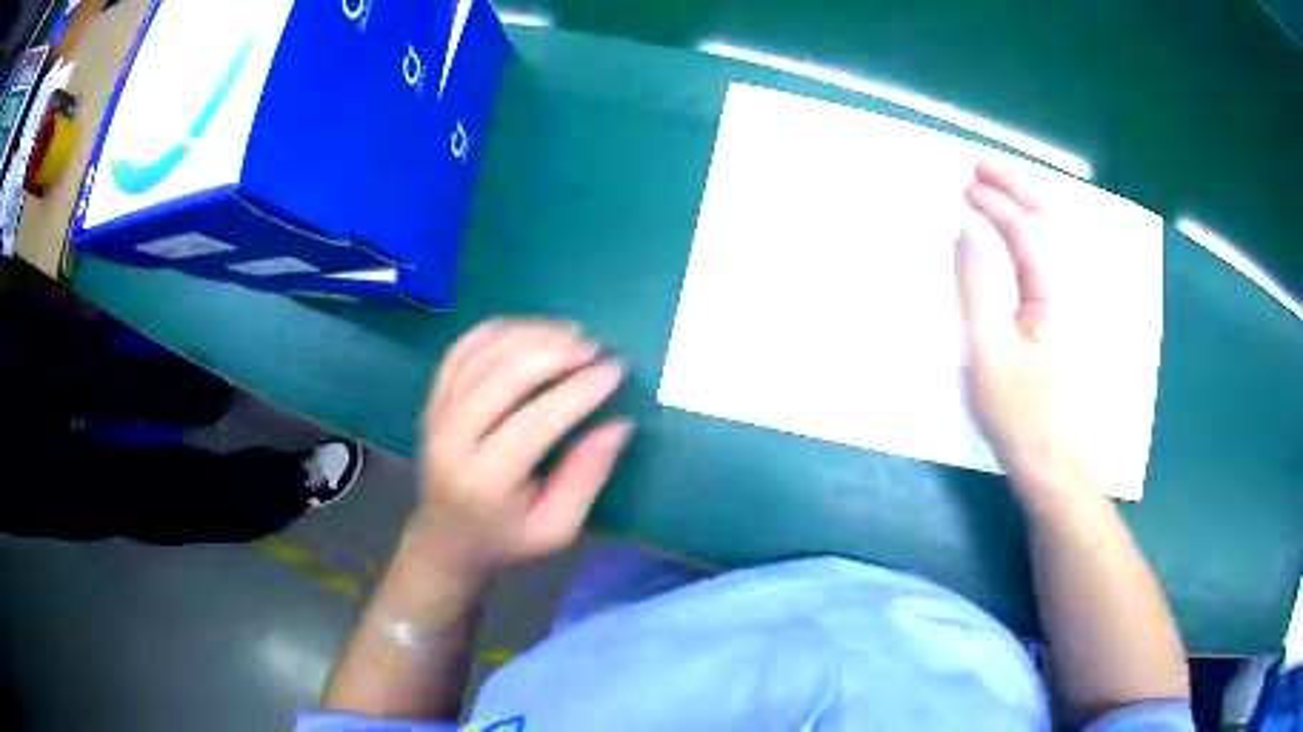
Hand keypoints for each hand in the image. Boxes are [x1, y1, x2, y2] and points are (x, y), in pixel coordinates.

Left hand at [411, 319, 631, 578]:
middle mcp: (453, 438)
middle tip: (595, 347)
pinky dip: (497, 330)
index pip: (537, 419)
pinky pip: (461, 350)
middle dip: (557, 353)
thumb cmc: (507, 539)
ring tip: (571, 333)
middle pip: (506, 376)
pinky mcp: (432, 399)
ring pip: (483, 354)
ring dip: (530, 335)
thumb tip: (619, 425)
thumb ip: (586, 477)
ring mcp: (436, 413)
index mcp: (486, 479)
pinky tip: (529, 329)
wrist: (446, 539)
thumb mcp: (556, 528)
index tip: (616, 369)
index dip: (580, 389)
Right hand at [956, 163, 1073, 476]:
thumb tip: (965, 234)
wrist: (1053, 464)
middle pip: (1048, 222)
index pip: (1027, 232)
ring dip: (1024, 204)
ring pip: (1052, 237)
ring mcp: (1069, 303)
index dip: (996, 205)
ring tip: (993, 186)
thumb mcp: (990, 355)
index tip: (963, 188)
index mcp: (1054, 295)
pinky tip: (1015, 231)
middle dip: (1015, 187)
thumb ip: (977, 290)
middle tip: (979, 166)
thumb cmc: (1021, 415)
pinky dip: (1029, 231)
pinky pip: (1048, 258)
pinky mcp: (1061, 319)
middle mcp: (1068, 289)